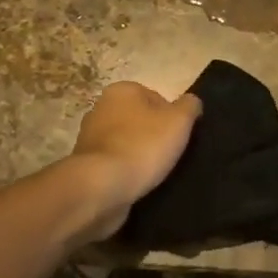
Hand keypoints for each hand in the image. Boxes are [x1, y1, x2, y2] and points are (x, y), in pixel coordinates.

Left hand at [67, 81, 202, 240]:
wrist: (102, 187)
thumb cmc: (143, 146)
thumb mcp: (179, 121)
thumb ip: (190, 105)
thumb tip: (191, 102)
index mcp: (122, 90)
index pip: (157, 98)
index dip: (172, 118)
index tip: (179, 137)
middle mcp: (101, 108)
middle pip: (140, 120)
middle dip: (154, 135)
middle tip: (170, 154)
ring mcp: (89, 137)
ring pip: (127, 143)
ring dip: (139, 155)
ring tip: (155, 173)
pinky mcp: (86, 165)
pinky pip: (114, 164)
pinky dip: (125, 172)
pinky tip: (137, 184)